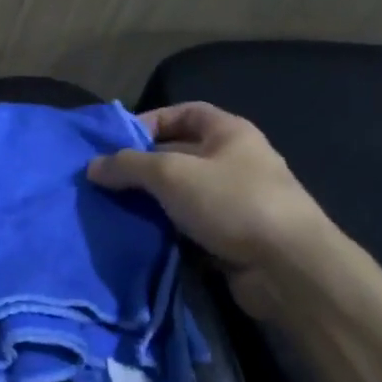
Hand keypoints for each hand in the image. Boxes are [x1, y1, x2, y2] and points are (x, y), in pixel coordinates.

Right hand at [88, 102, 333, 320]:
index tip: (118, 141)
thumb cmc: (232, 202)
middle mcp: (235, 162)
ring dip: (152, 202)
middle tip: (107, 180)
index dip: (150, 120)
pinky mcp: (234, 239)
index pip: (185, 112)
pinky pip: (191, 226)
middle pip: (179, 154)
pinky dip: (167, 230)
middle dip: (144, 166)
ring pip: (183, 195)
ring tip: (115, 208)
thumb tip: (93, 166)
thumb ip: (128, 165)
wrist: (289, 270)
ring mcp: (237, 203)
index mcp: (229, 133)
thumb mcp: (170, 173)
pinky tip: (140, 235)